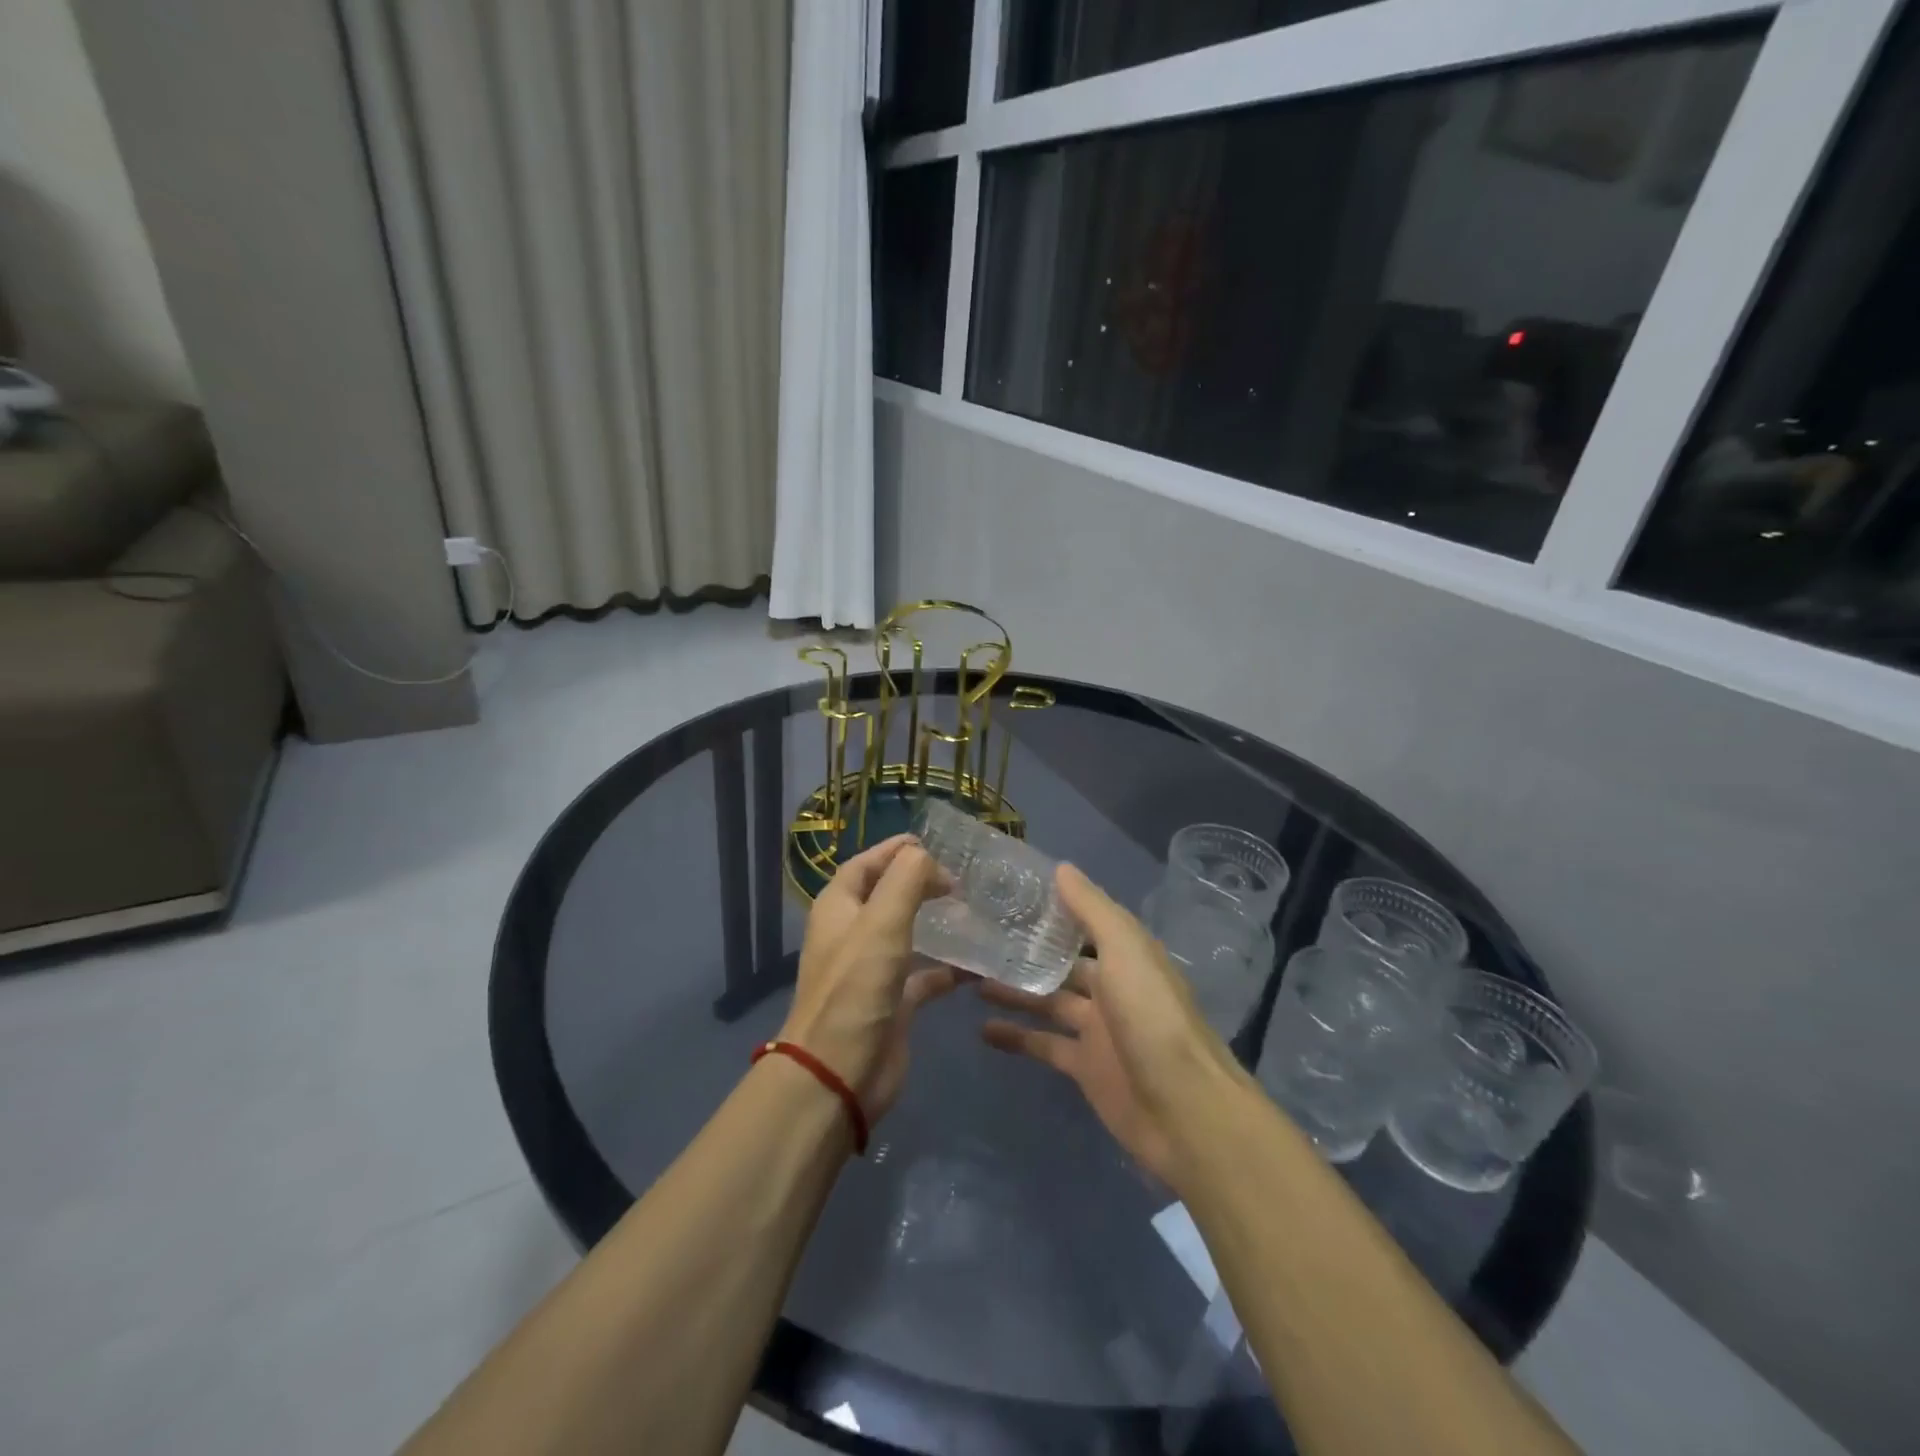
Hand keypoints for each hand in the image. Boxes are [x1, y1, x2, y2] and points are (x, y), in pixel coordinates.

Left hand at [779, 834, 958, 1121]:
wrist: (839, 1073)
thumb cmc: (856, 988)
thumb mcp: (882, 921)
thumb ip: (907, 879)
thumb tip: (929, 858)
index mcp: (839, 908)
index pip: (865, 865)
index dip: (894, 850)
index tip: (933, 843)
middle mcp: (853, 934)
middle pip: (887, 895)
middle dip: (920, 882)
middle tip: (960, 878)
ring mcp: (873, 970)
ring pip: (909, 934)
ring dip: (937, 922)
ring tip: (974, 911)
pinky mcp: (894, 1002)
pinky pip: (926, 975)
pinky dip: (949, 968)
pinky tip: (979, 964)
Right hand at [977, 863, 1248, 1186]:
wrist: (1184, 1111)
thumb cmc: (1152, 1018)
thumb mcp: (1125, 950)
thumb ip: (1092, 910)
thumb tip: (1061, 868)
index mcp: (1125, 954)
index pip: (1084, 921)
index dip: (1051, 907)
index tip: (1007, 892)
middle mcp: (1111, 986)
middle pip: (1061, 962)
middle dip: (1025, 949)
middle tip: (975, 936)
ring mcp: (1097, 1029)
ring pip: (1047, 1001)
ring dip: (1014, 989)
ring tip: (967, 977)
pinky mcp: (1084, 1067)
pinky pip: (1043, 1045)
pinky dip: (1016, 1037)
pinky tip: (981, 1029)